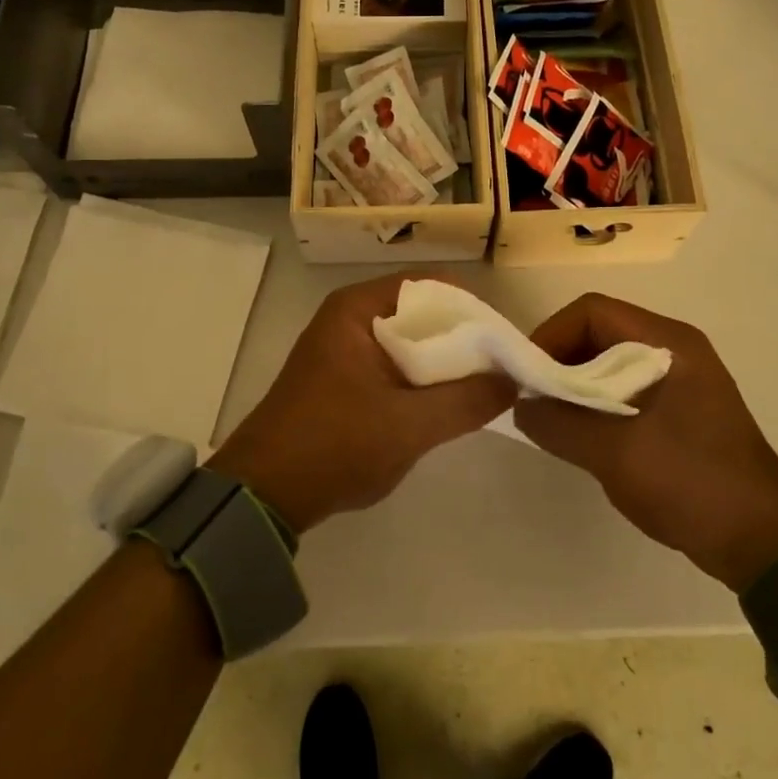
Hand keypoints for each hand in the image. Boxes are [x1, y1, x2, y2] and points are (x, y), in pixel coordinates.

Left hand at [210, 272, 516, 532]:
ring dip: (444, 361)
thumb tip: (513, 381)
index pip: (430, 286)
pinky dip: (422, 378)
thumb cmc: (335, 445)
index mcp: (357, 309)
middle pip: (421, 312)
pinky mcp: (343, 377)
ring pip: (410, 341)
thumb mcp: (409, 425)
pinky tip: (448, 403)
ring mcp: (344, 348)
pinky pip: (395, 364)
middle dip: (463, 338)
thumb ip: (466, 401)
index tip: (506, 339)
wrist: (265, 492)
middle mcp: (350, 317)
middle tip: (504, 366)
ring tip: (486, 386)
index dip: (472, 308)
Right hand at [514, 293, 777, 591]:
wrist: (762, 541)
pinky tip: (583, 436)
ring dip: (577, 385)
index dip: (551, 334)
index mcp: (667, 343)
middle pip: (599, 333)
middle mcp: (674, 349)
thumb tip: (522, 406)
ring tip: (553, 419)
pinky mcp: (679, 410)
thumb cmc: (690, 481)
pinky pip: (625, 390)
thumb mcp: (614, 453)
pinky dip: (597, 404)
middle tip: (534, 398)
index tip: (527, 375)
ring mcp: (679, 380)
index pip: (592, 311)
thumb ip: (559, 424)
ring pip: (609, 363)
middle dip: (560, 361)